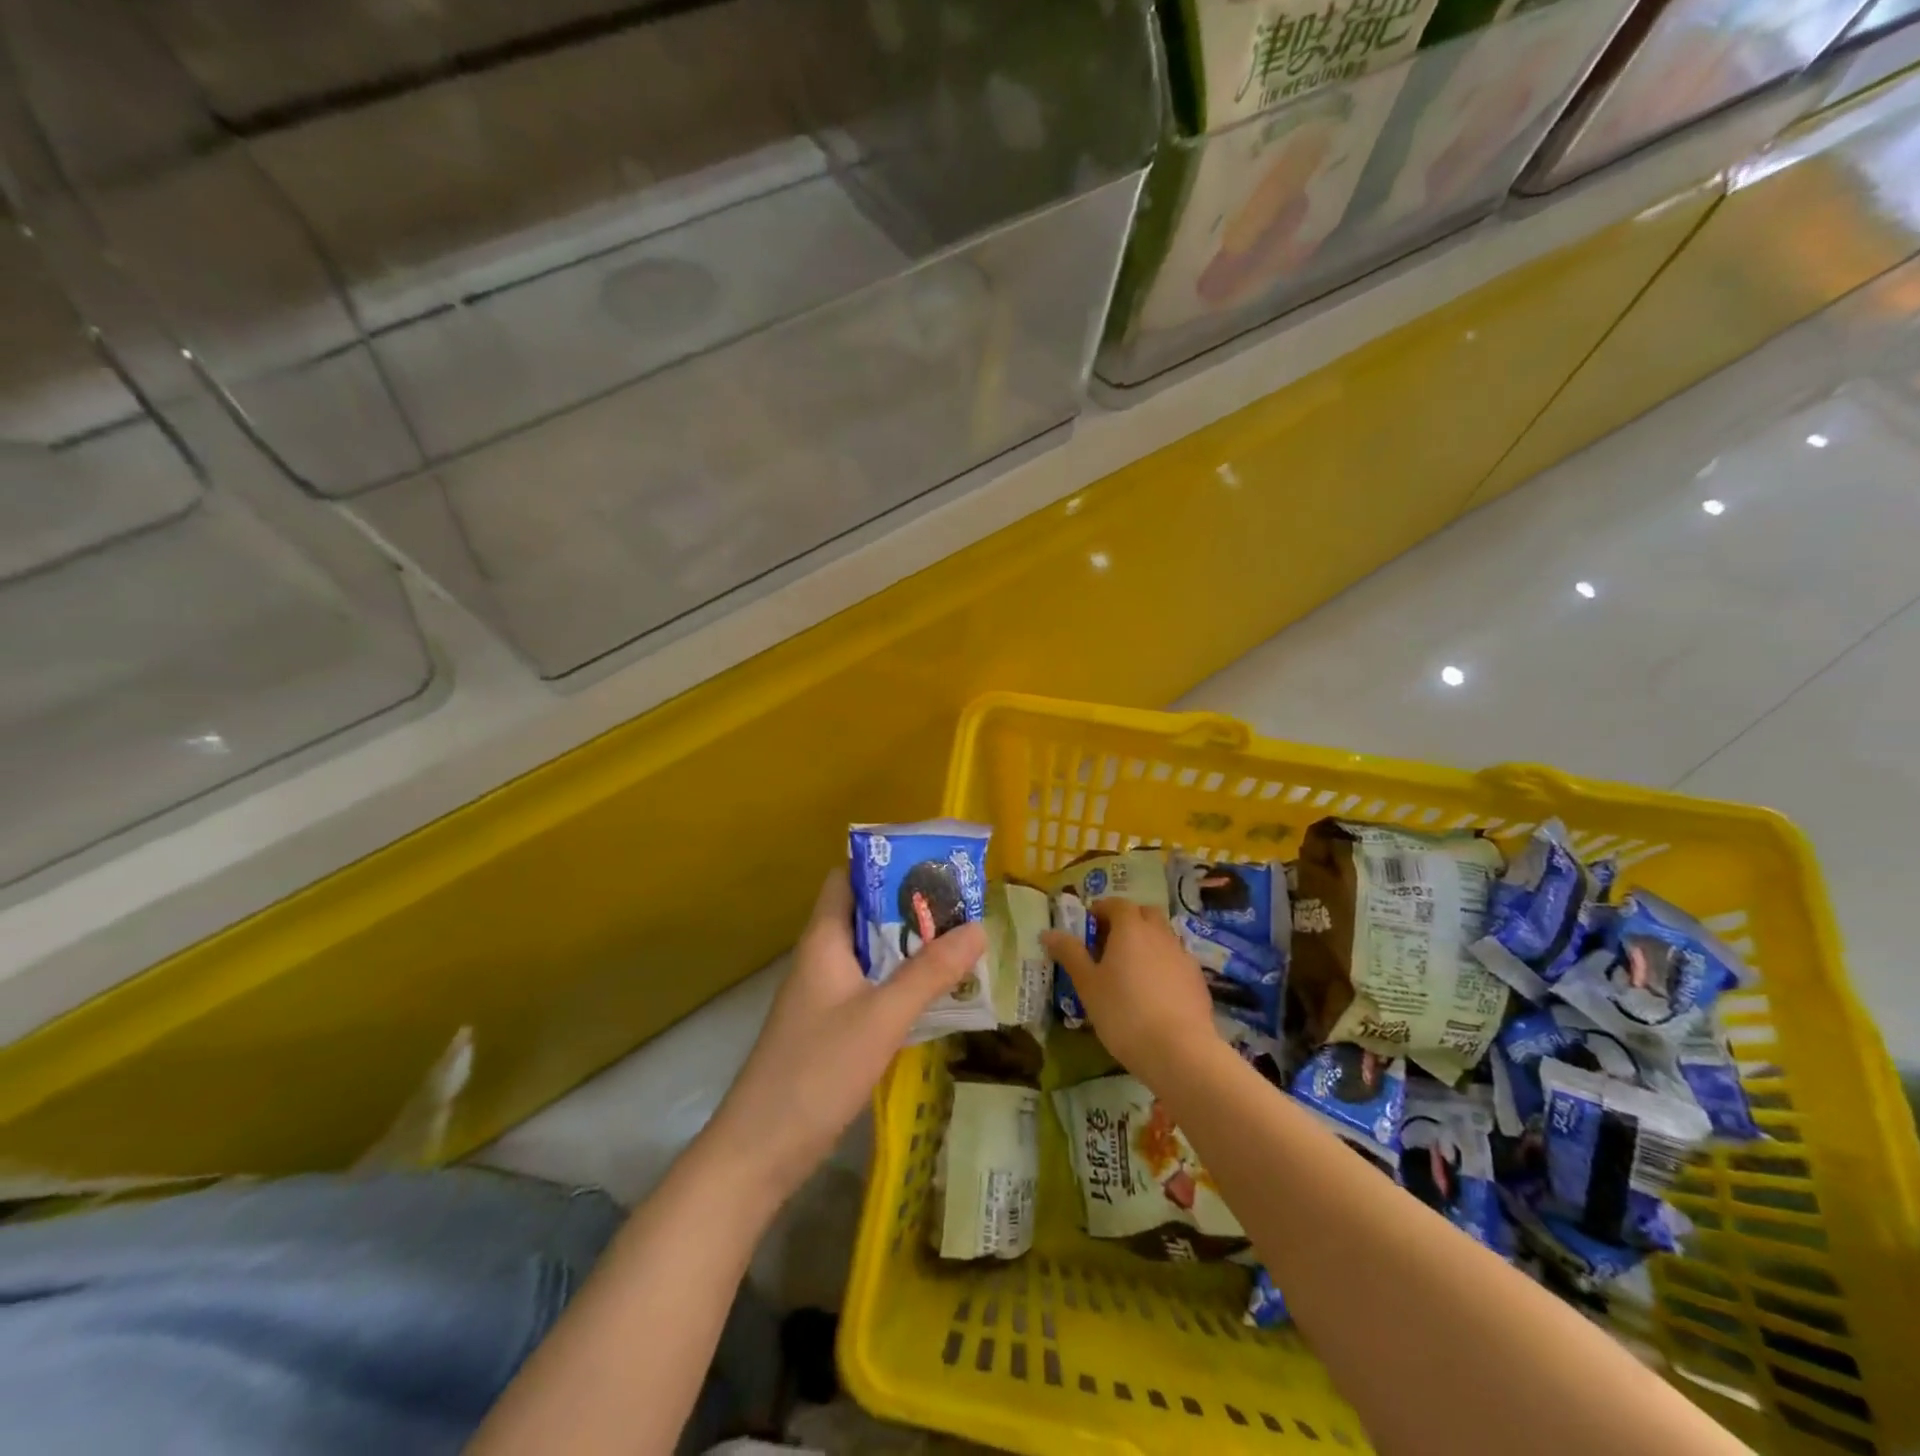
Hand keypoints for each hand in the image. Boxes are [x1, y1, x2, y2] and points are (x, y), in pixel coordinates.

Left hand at [706, 870, 985, 1207]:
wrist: (761, 1150)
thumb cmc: (817, 1070)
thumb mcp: (882, 1016)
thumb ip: (929, 972)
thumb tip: (979, 926)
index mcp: (823, 940)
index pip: (847, 878)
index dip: (884, 864)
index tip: (931, 863)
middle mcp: (822, 958)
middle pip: (865, 914)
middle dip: (911, 906)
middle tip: (963, 904)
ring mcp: (825, 994)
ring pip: (872, 953)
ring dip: (911, 946)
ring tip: (962, 941)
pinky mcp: (832, 1026)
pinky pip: (872, 987)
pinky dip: (902, 981)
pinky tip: (937, 993)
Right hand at [1042, 899, 1216, 1084]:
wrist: (1178, 1050)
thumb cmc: (1123, 1012)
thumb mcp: (1087, 984)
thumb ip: (1070, 954)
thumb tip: (1048, 932)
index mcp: (1130, 928)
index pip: (1116, 904)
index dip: (1101, 910)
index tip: (1088, 927)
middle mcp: (1159, 933)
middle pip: (1144, 913)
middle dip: (1128, 920)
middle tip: (1109, 944)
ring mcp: (1182, 955)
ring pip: (1163, 935)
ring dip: (1147, 941)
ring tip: (1131, 970)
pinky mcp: (1197, 979)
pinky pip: (1176, 959)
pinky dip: (1164, 964)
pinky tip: (1154, 991)